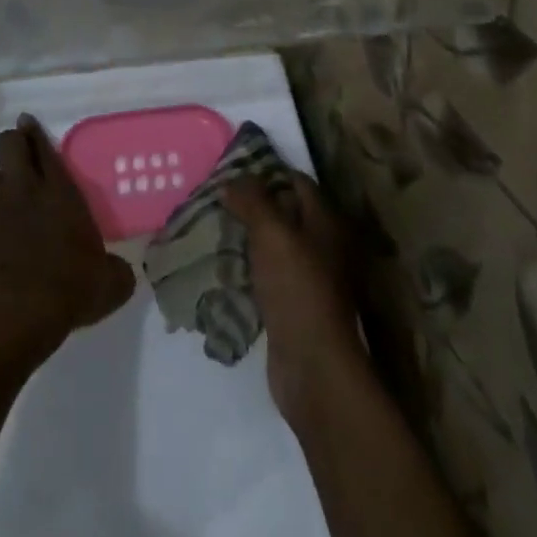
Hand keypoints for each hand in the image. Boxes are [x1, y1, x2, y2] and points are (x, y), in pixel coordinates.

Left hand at [0, 115, 135, 363]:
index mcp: (59, 192)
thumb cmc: (67, 292)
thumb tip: (121, 271)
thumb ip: (116, 269)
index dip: (34, 132)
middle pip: (7, 143)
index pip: (44, 147)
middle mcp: (22, 189)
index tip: (27, 124)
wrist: (14, 318)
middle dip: (10, 145)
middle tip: (15, 161)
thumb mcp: (110, 284)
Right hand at [223, 174, 364, 423]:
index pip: (296, 180)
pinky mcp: (292, 305)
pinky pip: (266, 274)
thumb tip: (232, 179)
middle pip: (284, 212)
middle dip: (251, 204)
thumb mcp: (272, 233)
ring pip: (272, 244)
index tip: (231, 169)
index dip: (266, 171)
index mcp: (325, 222)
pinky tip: (220, 264)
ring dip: (246, 236)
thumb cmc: (297, 288)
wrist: (312, 366)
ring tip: (211, 226)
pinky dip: (246, 267)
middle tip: (215, 197)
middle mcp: (321, 245)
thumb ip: (252, 200)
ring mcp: (308, 277)